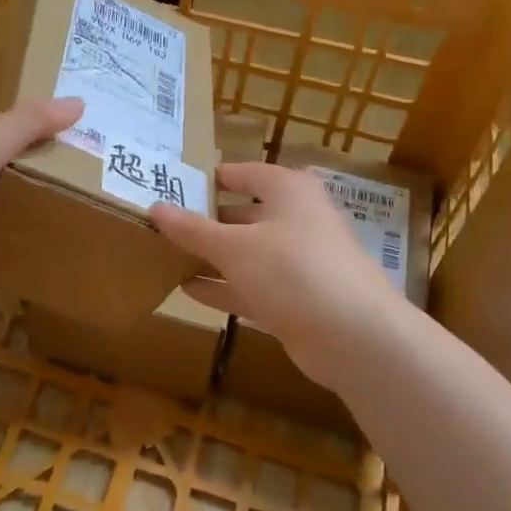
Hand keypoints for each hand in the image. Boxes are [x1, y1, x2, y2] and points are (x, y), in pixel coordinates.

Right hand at [151, 162, 405, 392]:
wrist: (355, 337)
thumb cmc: (293, 271)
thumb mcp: (234, 247)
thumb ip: (193, 229)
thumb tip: (155, 208)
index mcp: (287, 191)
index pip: (243, 173)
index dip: (210, 178)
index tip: (173, 184)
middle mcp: (295, 219)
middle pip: (243, 213)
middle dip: (206, 219)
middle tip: (161, 223)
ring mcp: (297, 262)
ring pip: (246, 252)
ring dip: (212, 255)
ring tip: (166, 255)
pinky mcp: (295, 299)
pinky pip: (251, 285)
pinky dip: (224, 286)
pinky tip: (188, 289)